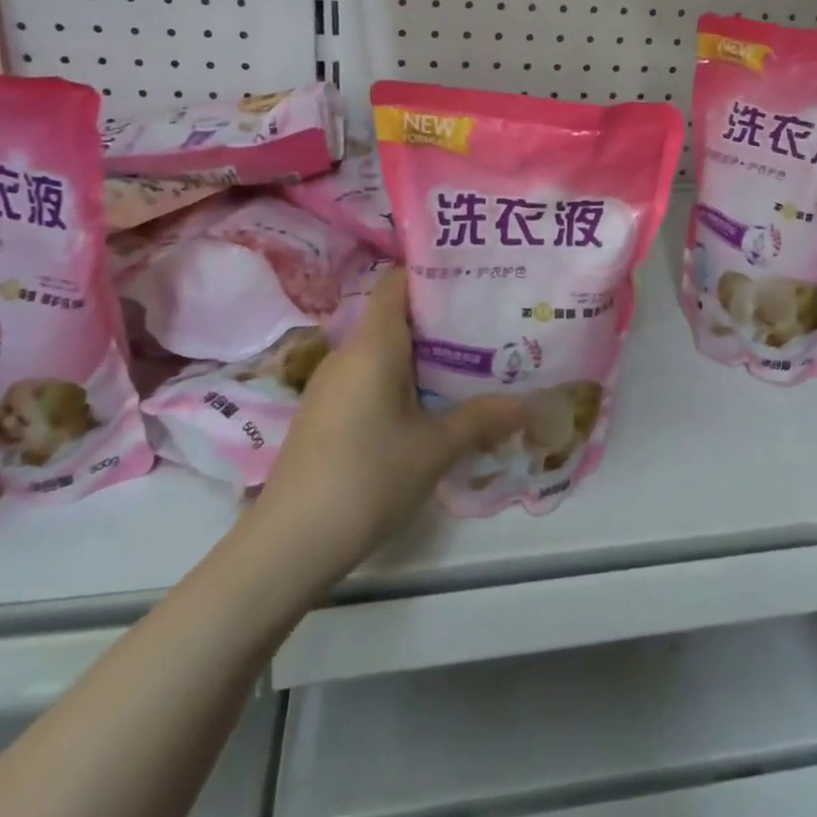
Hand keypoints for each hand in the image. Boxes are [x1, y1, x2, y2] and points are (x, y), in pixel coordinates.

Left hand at [252, 269, 525, 580]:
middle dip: (440, 319)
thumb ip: (482, 419)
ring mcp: (331, 385)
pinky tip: (428, 409)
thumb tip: (529, 405)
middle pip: (395, 315)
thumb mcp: (435, 449)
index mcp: (373, 344)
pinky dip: (401, 381)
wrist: (288, 545)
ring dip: (423, 355)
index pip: (397, 281)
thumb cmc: (367, 478)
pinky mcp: (325, 414)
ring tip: (470, 365)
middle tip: (488, 326)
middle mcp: (348, 353)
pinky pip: (369, 378)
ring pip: (384, 351)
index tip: (473, 278)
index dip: (432, 272)